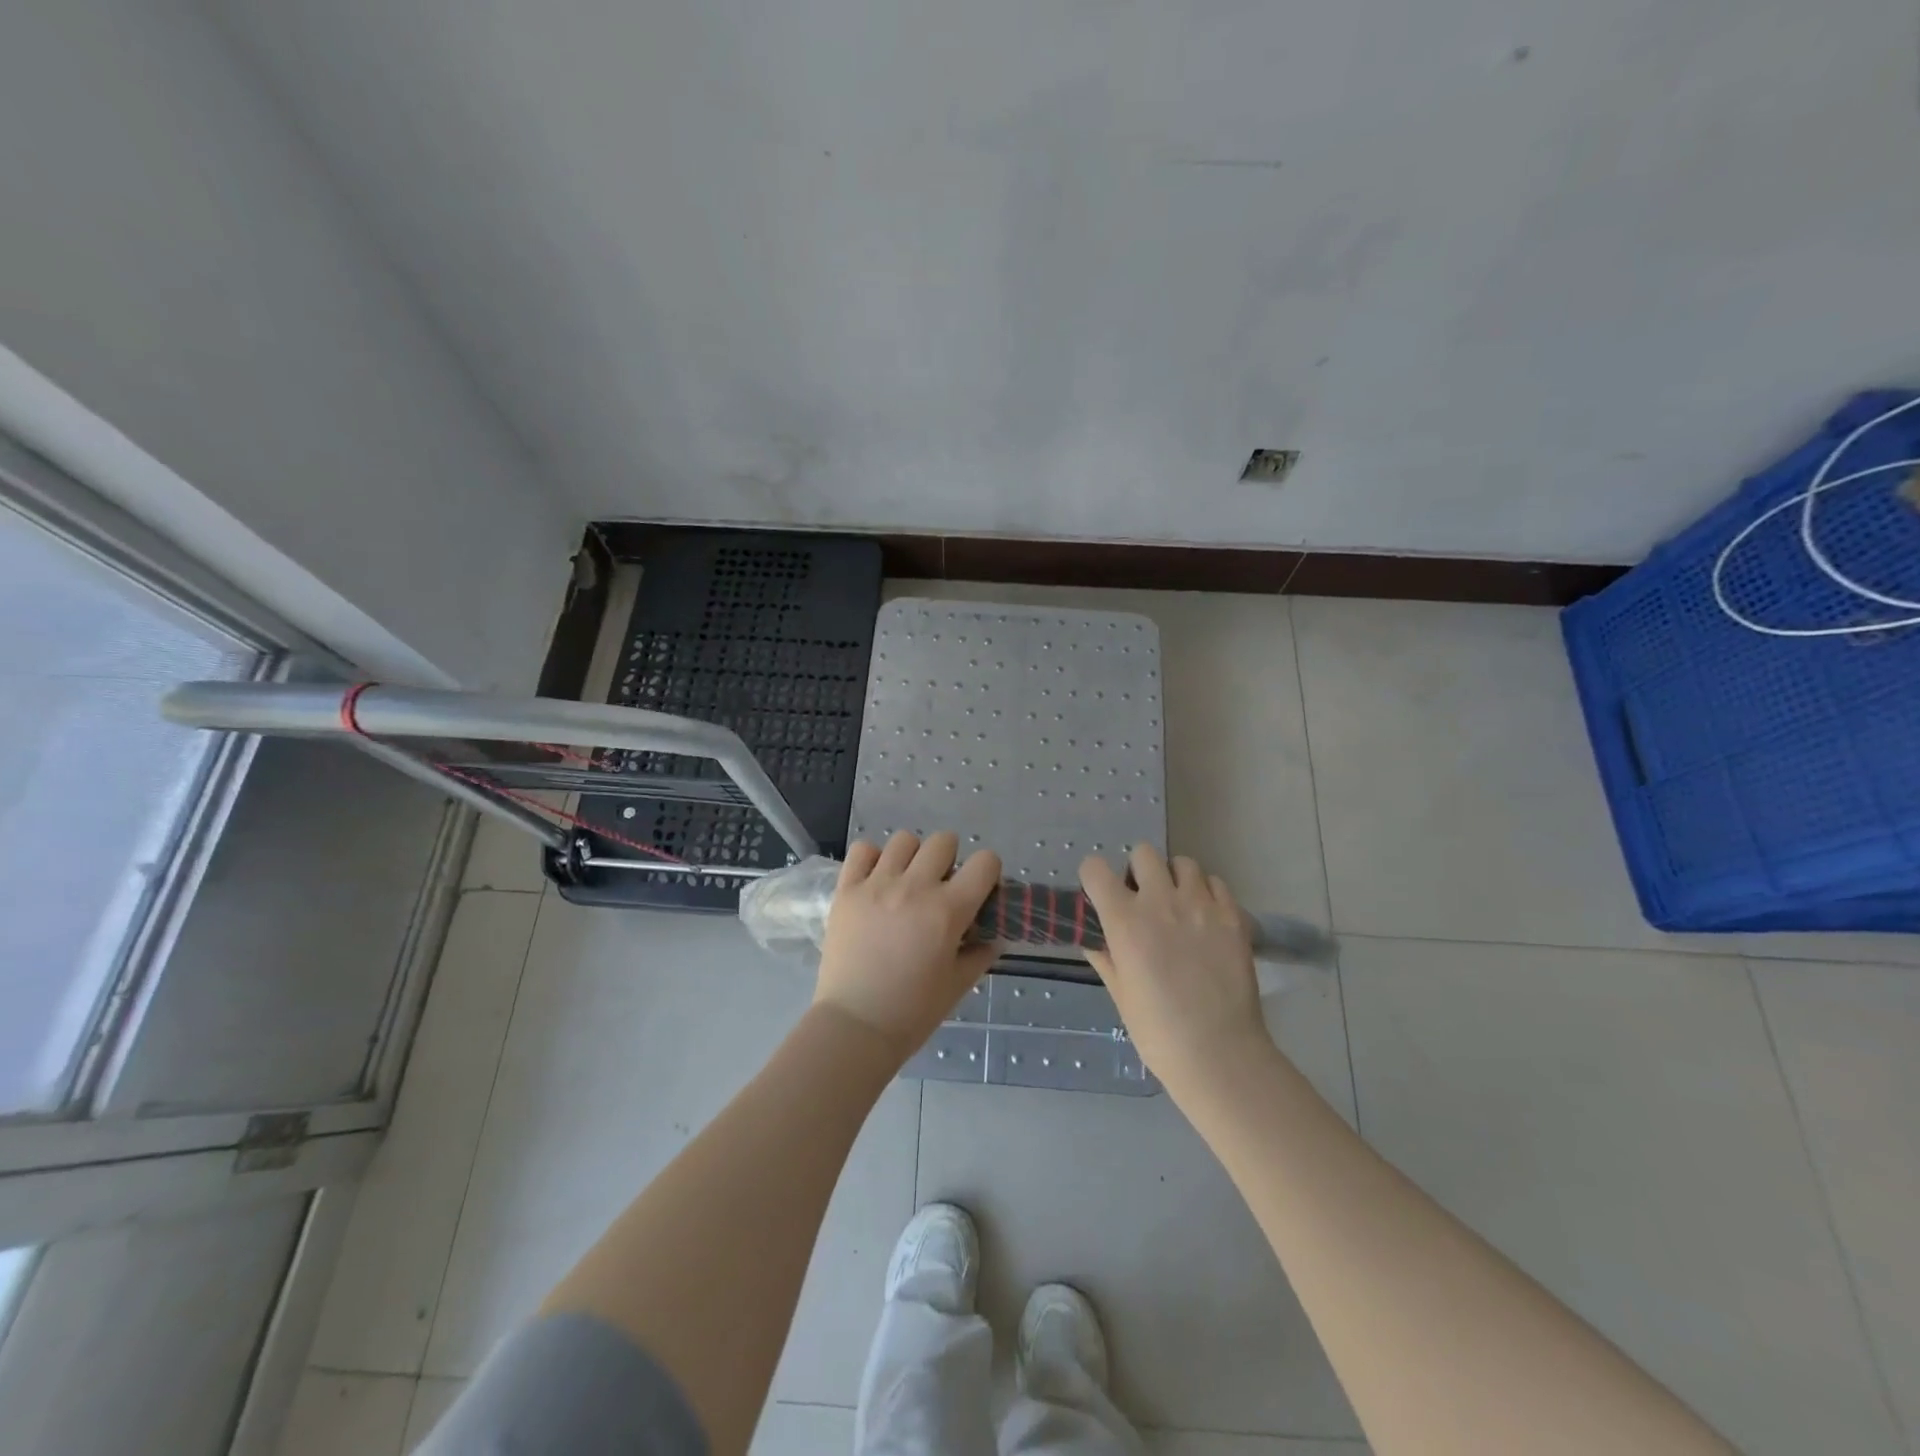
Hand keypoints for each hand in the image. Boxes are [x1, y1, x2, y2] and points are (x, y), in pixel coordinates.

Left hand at [815, 831, 1000, 1061]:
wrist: (855, 1027)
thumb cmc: (913, 1012)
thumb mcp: (958, 985)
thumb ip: (980, 954)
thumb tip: (993, 937)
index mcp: (948, 910)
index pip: (985, 862)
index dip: (987, 872)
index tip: (979, 889)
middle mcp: (915, 887)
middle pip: (944, 841)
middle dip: (950, 859)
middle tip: (941, 886)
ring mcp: (877, 885)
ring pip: (904, 840)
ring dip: (912, 856)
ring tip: (906, 881)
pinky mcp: (846, 890)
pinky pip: (862, 850)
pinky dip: (872, 859)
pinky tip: (875, 880)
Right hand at [1079, 844, 1267, 1096]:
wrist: (1218, 1054)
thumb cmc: (1158, 1031)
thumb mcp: (1119, 993)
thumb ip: (1104, 956)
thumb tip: (1094, 937)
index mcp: (1124, 920)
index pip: (1095, 869)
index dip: (1094, 877)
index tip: (1100, 892)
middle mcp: (1160, 902)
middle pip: (1144, 853)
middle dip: (1138, 871)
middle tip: (1143, 899)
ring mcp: (1201, 906)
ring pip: (1184, 863)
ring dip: (1175, 879)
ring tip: (1178, 905)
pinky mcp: (1233, 916)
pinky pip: (1217, 883)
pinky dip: (1207, 893)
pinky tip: (1205, 918)